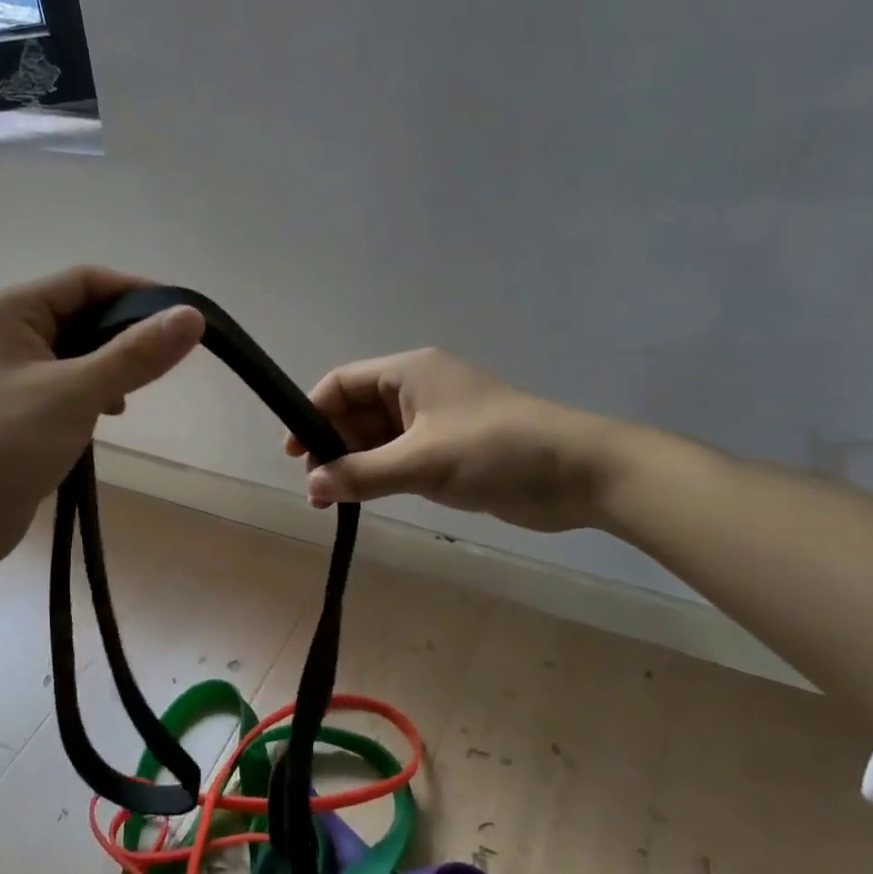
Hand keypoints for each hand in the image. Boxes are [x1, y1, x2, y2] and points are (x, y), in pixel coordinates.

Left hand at [0, 266, 203, 574]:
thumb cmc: (5, 444)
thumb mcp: (76, 393)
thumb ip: (135, 354)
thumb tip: (192, 316)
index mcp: (5, 311)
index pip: (83, 281)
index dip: (137, 293)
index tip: (183, 319)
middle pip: (78, 314)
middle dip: (122, 336)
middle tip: (161, 364)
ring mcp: (2, 372)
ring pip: (72, 352)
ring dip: (107, 368)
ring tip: (129, 398)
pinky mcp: (9, 408)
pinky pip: (60, 384)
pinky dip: (88, 393)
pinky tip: (104, 416)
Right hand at [285, 349, 623, 532]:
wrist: (579, 472)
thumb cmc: (496, 451)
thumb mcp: (422, 462)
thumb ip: (363, 474)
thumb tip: (311, 485)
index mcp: (409, 373)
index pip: (342, 383)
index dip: (312, 413)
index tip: (293, 453)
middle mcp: (419, 390)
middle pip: (357, 411)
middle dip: (332, 445)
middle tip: (315, 489)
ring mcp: (436, 421)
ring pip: (378, 438)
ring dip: (354, 464)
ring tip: (332, 501)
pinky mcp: (452, 450)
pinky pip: (402, 457)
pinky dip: (381, 474)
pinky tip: (366, 499)